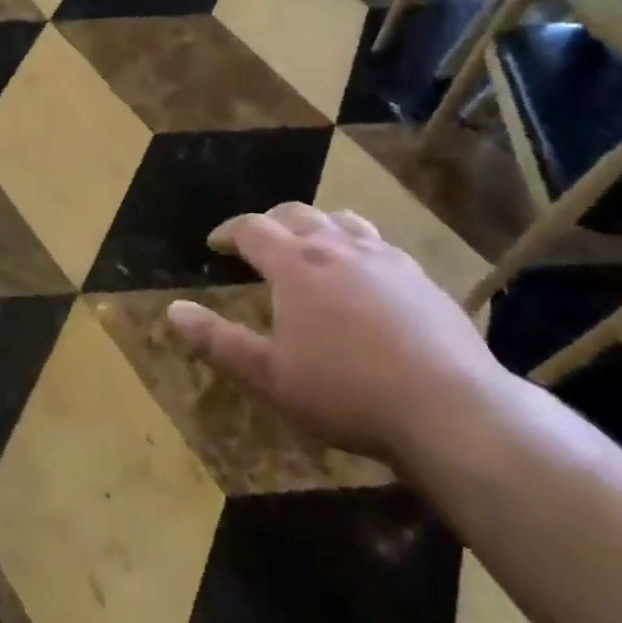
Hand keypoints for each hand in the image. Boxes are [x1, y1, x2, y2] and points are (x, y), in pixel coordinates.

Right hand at [167, 203, 504, 461]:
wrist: (449, 408)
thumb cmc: (346, 393)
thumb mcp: (270, 376)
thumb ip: (218, 341)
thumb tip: (172, 310)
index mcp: (297, 264)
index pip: (252, 228)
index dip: (229, 232)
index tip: (215, 244)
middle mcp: (338, 246)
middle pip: (296, 214)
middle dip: (270, 223)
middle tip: (258, 242)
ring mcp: (384, 258)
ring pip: (342, 221)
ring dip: (317, 226)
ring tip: (311, 247)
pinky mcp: (420, 277)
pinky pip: (380, 245)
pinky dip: (358, 247)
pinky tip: (365, 277)